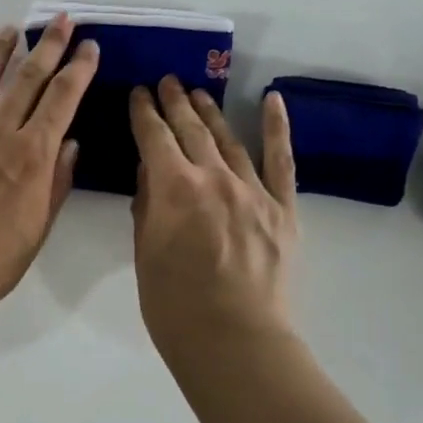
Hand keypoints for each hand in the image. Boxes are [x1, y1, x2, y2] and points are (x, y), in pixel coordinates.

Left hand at [0, 16, 99, 309]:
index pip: (61, 99)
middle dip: (47, 46)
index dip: (78, 68)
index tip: (88, 46)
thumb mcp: (39, 227)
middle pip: (26, 78)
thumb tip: (70, 142)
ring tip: (11, 28)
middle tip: (60, 20)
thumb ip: (57, 181)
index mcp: (32, 155)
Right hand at [129, 78, 297, 361]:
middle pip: (192, 130)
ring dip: (211, 112)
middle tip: (166, 82)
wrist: (234, 340)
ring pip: (229, 140)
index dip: (144, 113)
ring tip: (199, 92)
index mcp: (174, 188)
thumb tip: (150, 172)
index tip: (139, 93)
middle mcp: (215, 177)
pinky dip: (277, 128)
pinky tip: (272, 100)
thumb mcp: (144, 253)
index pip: (154, 137)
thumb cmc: (173, 304)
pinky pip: (282, 161)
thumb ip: (147, 206)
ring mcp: (254, 191)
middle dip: (175, 103)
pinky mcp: (283, 209)